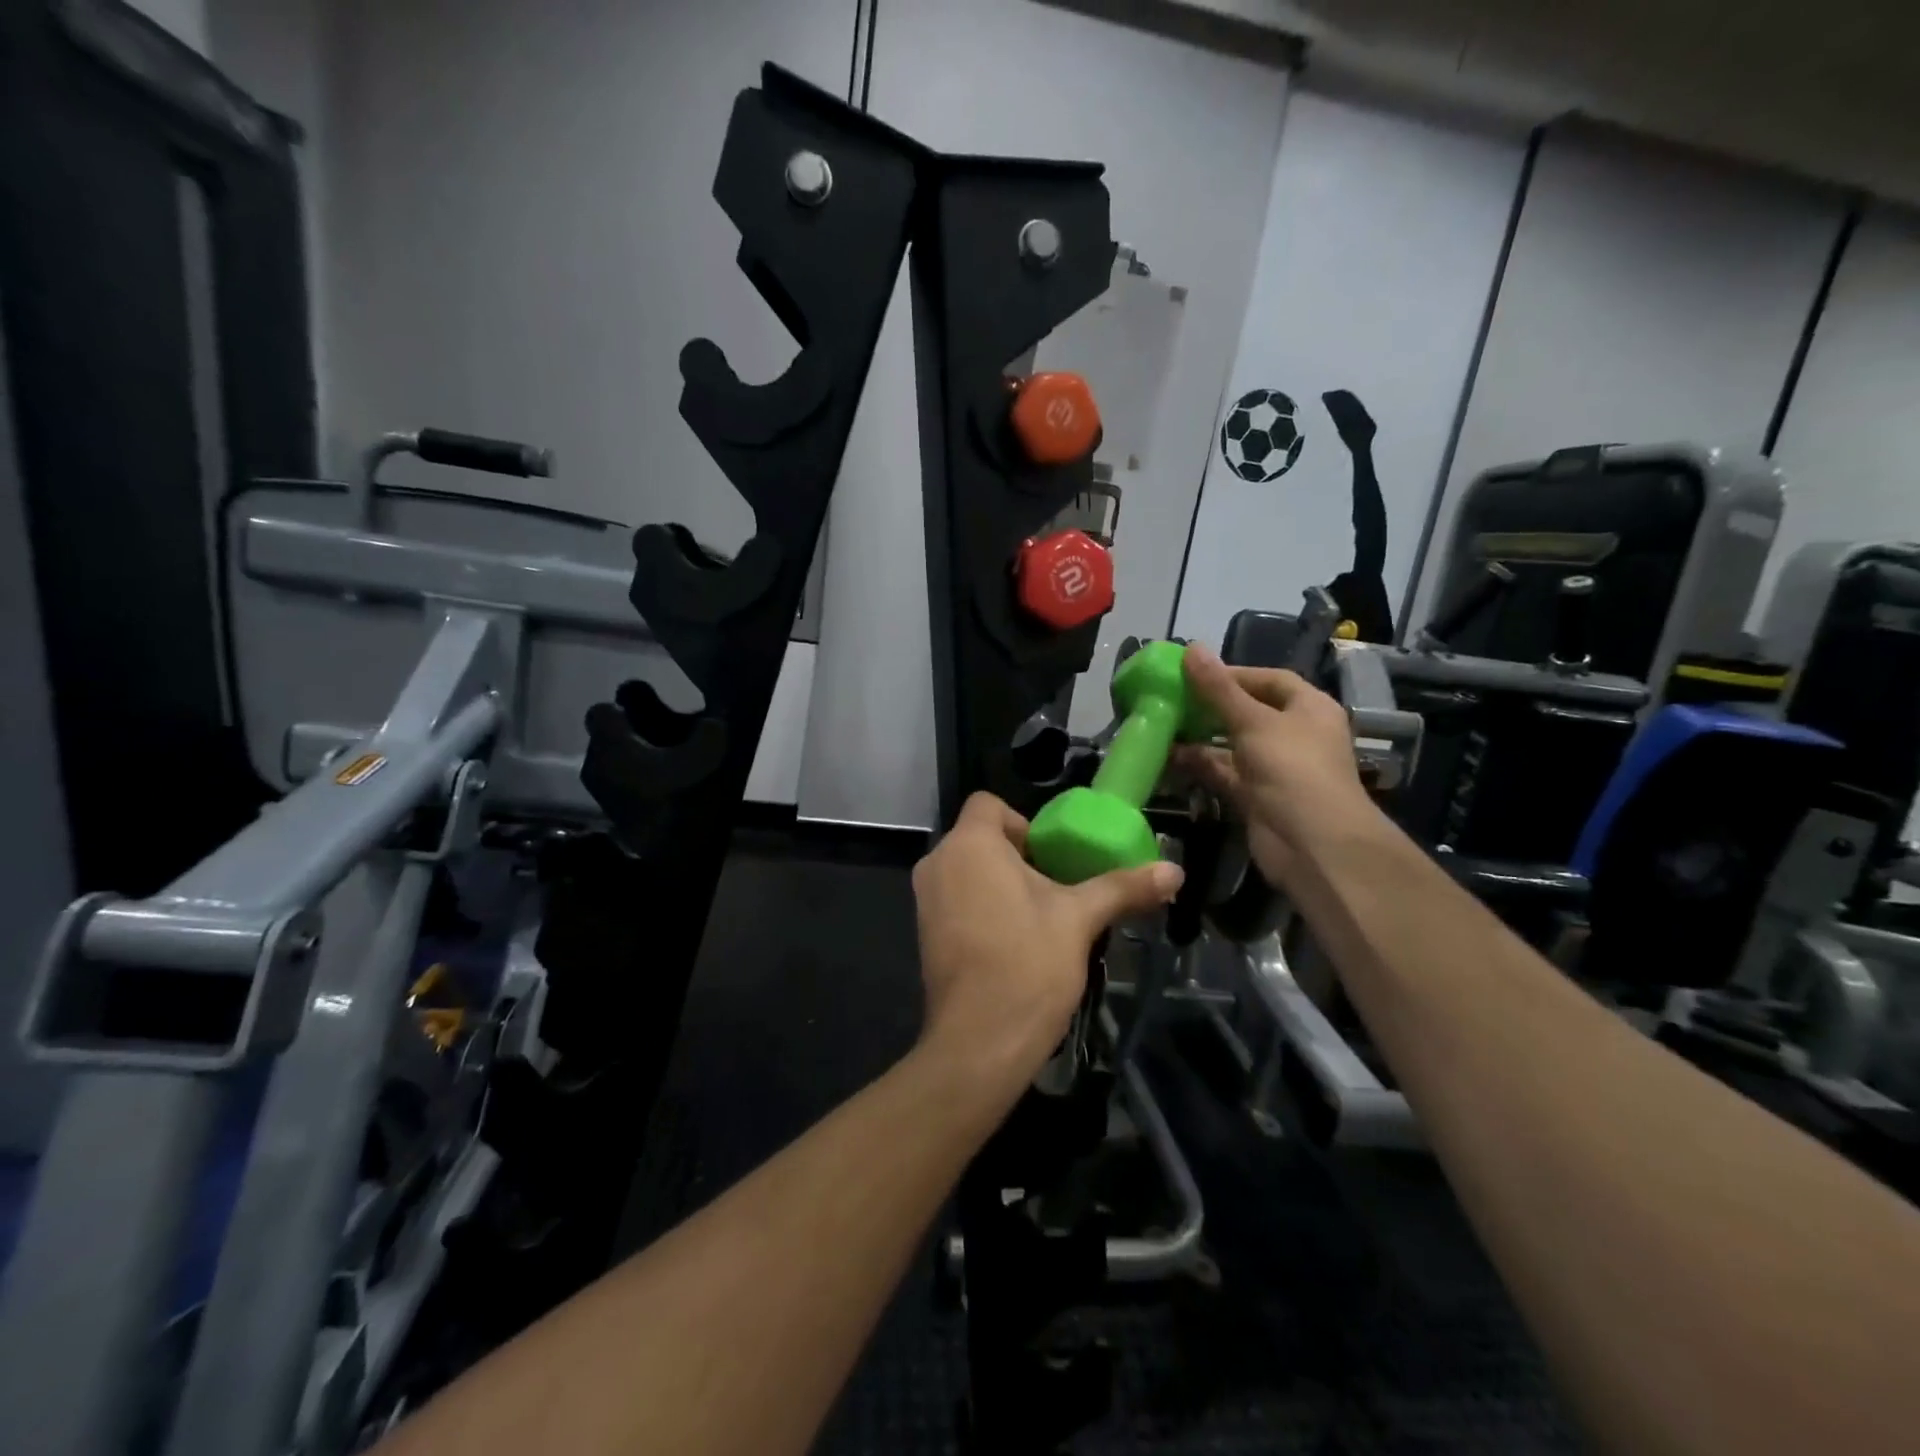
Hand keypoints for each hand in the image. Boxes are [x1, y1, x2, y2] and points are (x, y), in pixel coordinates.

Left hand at [911, 793, 1182, 1088]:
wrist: (979, 1042)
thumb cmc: (1028, 965)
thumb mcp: (1080, 919)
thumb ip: (1123, 887)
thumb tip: (1175, 871)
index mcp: (969, 845)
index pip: (988, 804)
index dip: (1024, 822)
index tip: (1052, 856)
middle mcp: (938, 863)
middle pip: (980, 838)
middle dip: (1018, 856)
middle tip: (1056, 887)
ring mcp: (925, 899)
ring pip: (967, 871)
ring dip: (1001, 883)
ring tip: (1040, 916)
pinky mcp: (924, 931)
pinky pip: (955, 899)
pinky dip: (981, 906)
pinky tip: (1013, 941)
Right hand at [1173, 644, 1377, 889]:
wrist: (1313, 845)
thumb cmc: (1292, 769)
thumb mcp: (1253, 721)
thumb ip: (1218, 688)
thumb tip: (1191, 647)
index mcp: (1308, 708)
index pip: (1269, 680)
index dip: (1232, 674)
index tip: (1192, 673)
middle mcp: (1293, 735)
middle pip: (1247, 711)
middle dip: (1210, 706)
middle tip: (1170, 698)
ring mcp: (1274, 768)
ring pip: (1231, 744)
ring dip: (1200, 737)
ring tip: (1161, 724)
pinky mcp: (1255, 796)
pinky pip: (1223, 773)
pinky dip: (1199, 765)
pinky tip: (1168, 756)